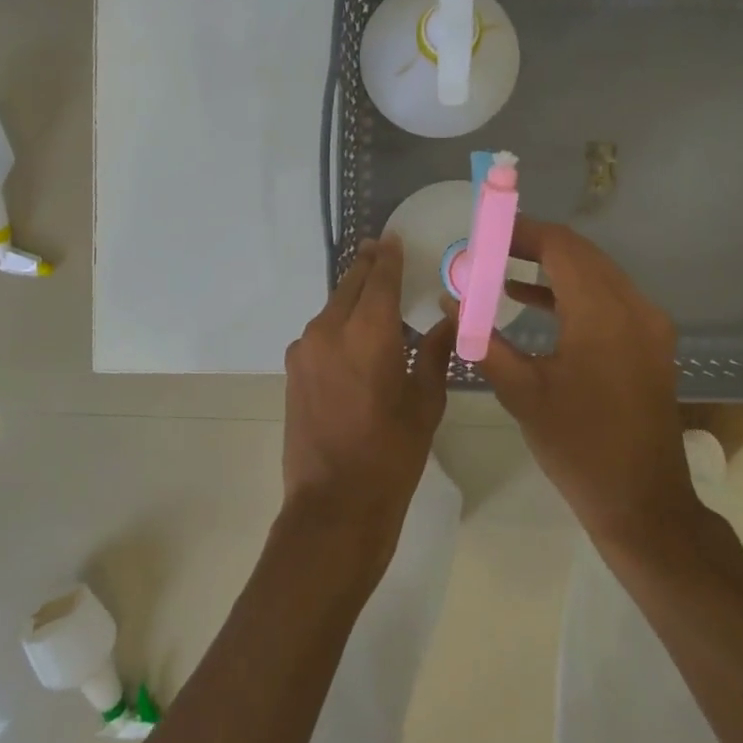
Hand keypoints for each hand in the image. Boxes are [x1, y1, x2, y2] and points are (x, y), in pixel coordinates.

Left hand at [282, 236, 455, 567]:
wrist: (333, 504)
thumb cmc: (391, 455)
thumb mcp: (425, 403)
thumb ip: (436, 353)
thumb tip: (449, 322)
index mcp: (368, 332)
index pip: (380, 277)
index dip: (389, 255)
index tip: (395, 238)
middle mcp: (330, 328)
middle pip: (351, 284)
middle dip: (368, 266)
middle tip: (383, 253)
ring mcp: (305, 348)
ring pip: (333, 307)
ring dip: (352, 297)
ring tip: (374, 297)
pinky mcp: (293, 368)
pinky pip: (320, 332)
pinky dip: (338, 324)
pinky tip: (354, 338)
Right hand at [478, 218, 697, 549]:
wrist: (642, 502)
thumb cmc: (577, 446)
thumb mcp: (521, 391)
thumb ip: (482, 339)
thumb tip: (450, 301)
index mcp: (602, 314)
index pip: (560, 246)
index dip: (520, 232)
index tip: (482, 232)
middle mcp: (633, 306)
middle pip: (579, 253)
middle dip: (530, 244)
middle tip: (485, 248)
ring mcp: (647, 324)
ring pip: (594, 271)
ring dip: (549, 265)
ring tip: (498, 266)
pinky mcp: (648, 341)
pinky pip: (606, 296)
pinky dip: (569, 290)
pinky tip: (528, 299)